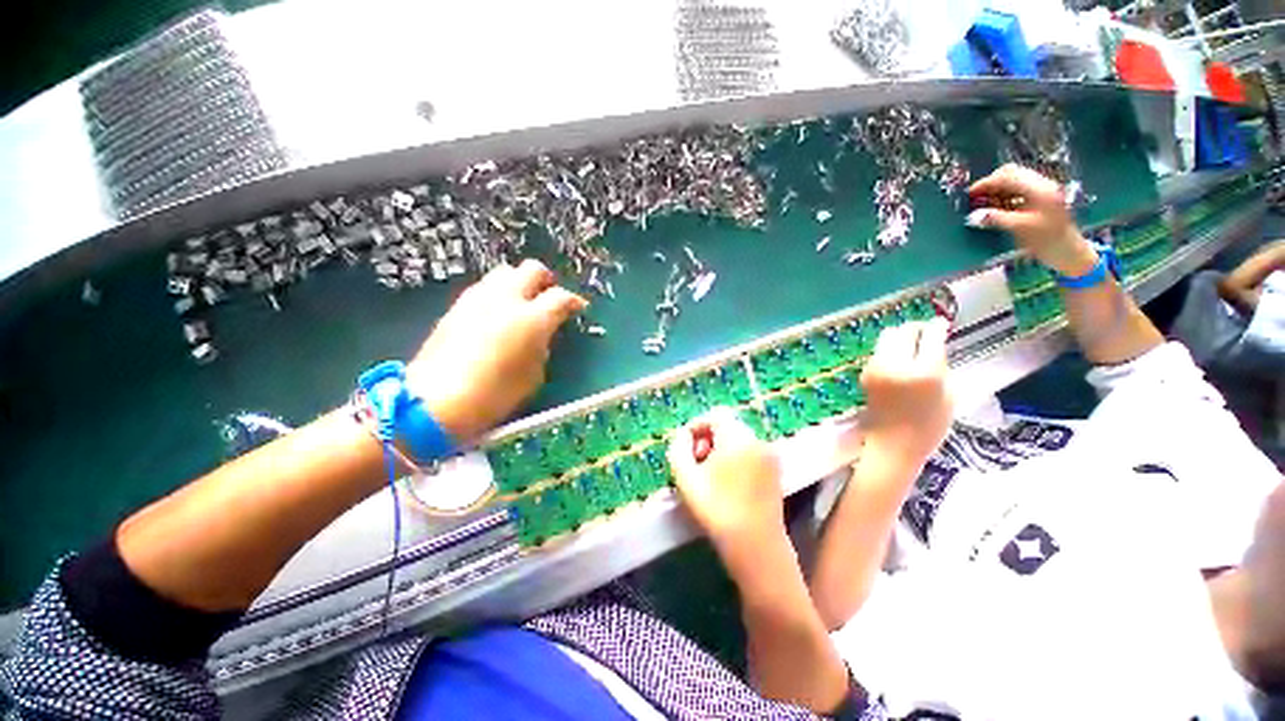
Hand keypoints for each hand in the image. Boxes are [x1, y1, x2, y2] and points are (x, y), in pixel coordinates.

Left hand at [407, 259, 586, 442]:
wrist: (437, 401)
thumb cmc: (496, 394)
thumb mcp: (534, 375)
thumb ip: (543, 346)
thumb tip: (542, 334)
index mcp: (533, 319)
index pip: (561, 297)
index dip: (573, 301)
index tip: (577, 308)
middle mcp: (506, 299)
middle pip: (531, 269)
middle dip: (545, 280)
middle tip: (549, 297)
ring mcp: (478, 299)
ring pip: (504, 272)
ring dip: (519, 283)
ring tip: (522, 303)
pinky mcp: (456, 306)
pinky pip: (484, 287)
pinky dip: (497, 293)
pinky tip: (497, 313)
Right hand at [668, 407, 784, 550]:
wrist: (756, 546)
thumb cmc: (716, 509)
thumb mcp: (685, 477)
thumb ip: (678, 448)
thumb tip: (682, 436)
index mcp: (737, 437)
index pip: (715, 414)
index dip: (696, 425)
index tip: (686, 446)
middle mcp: (757, 440)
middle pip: (728, 425)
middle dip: (708, 438)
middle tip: (696, 461)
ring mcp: (769, 455)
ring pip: (739, 439)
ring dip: (721, 448)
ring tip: (710, 473)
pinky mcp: (775, 471)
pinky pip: (750, 452)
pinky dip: (736, 457)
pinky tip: (728, 482)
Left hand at [860, 318, 952, 465]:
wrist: (893, 444)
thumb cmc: (930, 426)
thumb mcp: (949, 396)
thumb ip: (941, 368)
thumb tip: (936, 347)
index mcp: (925, 372)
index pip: (931, 336)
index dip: (937, 326)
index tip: (942, 323)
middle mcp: (897, 364)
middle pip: (904, 331)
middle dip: (916, 328)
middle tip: (925, 331)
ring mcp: (877, 368)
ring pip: (887, 337)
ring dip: (901, 337)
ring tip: (912, 344)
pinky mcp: (865, 373)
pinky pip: (879, 352)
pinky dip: (890, 350)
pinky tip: (899, 359)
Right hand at [968, 164, 1097, 276]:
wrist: (1069, 252)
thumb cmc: (1047, 241)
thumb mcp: (1019, 229)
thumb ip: (996, 219)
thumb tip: (973, 216)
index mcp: (1039, 189)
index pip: (1008, 176)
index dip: (986, 183)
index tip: (969, 194)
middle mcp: (1042, 184)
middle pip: (1012, 174)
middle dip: (991, 183)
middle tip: (975, 198)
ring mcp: (1043, 191)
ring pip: (1014, 181)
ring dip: (997, 190)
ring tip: (983, 203)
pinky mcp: (1041, 199)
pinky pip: (1019, 190)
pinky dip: (1004, 195)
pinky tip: (996, 206)